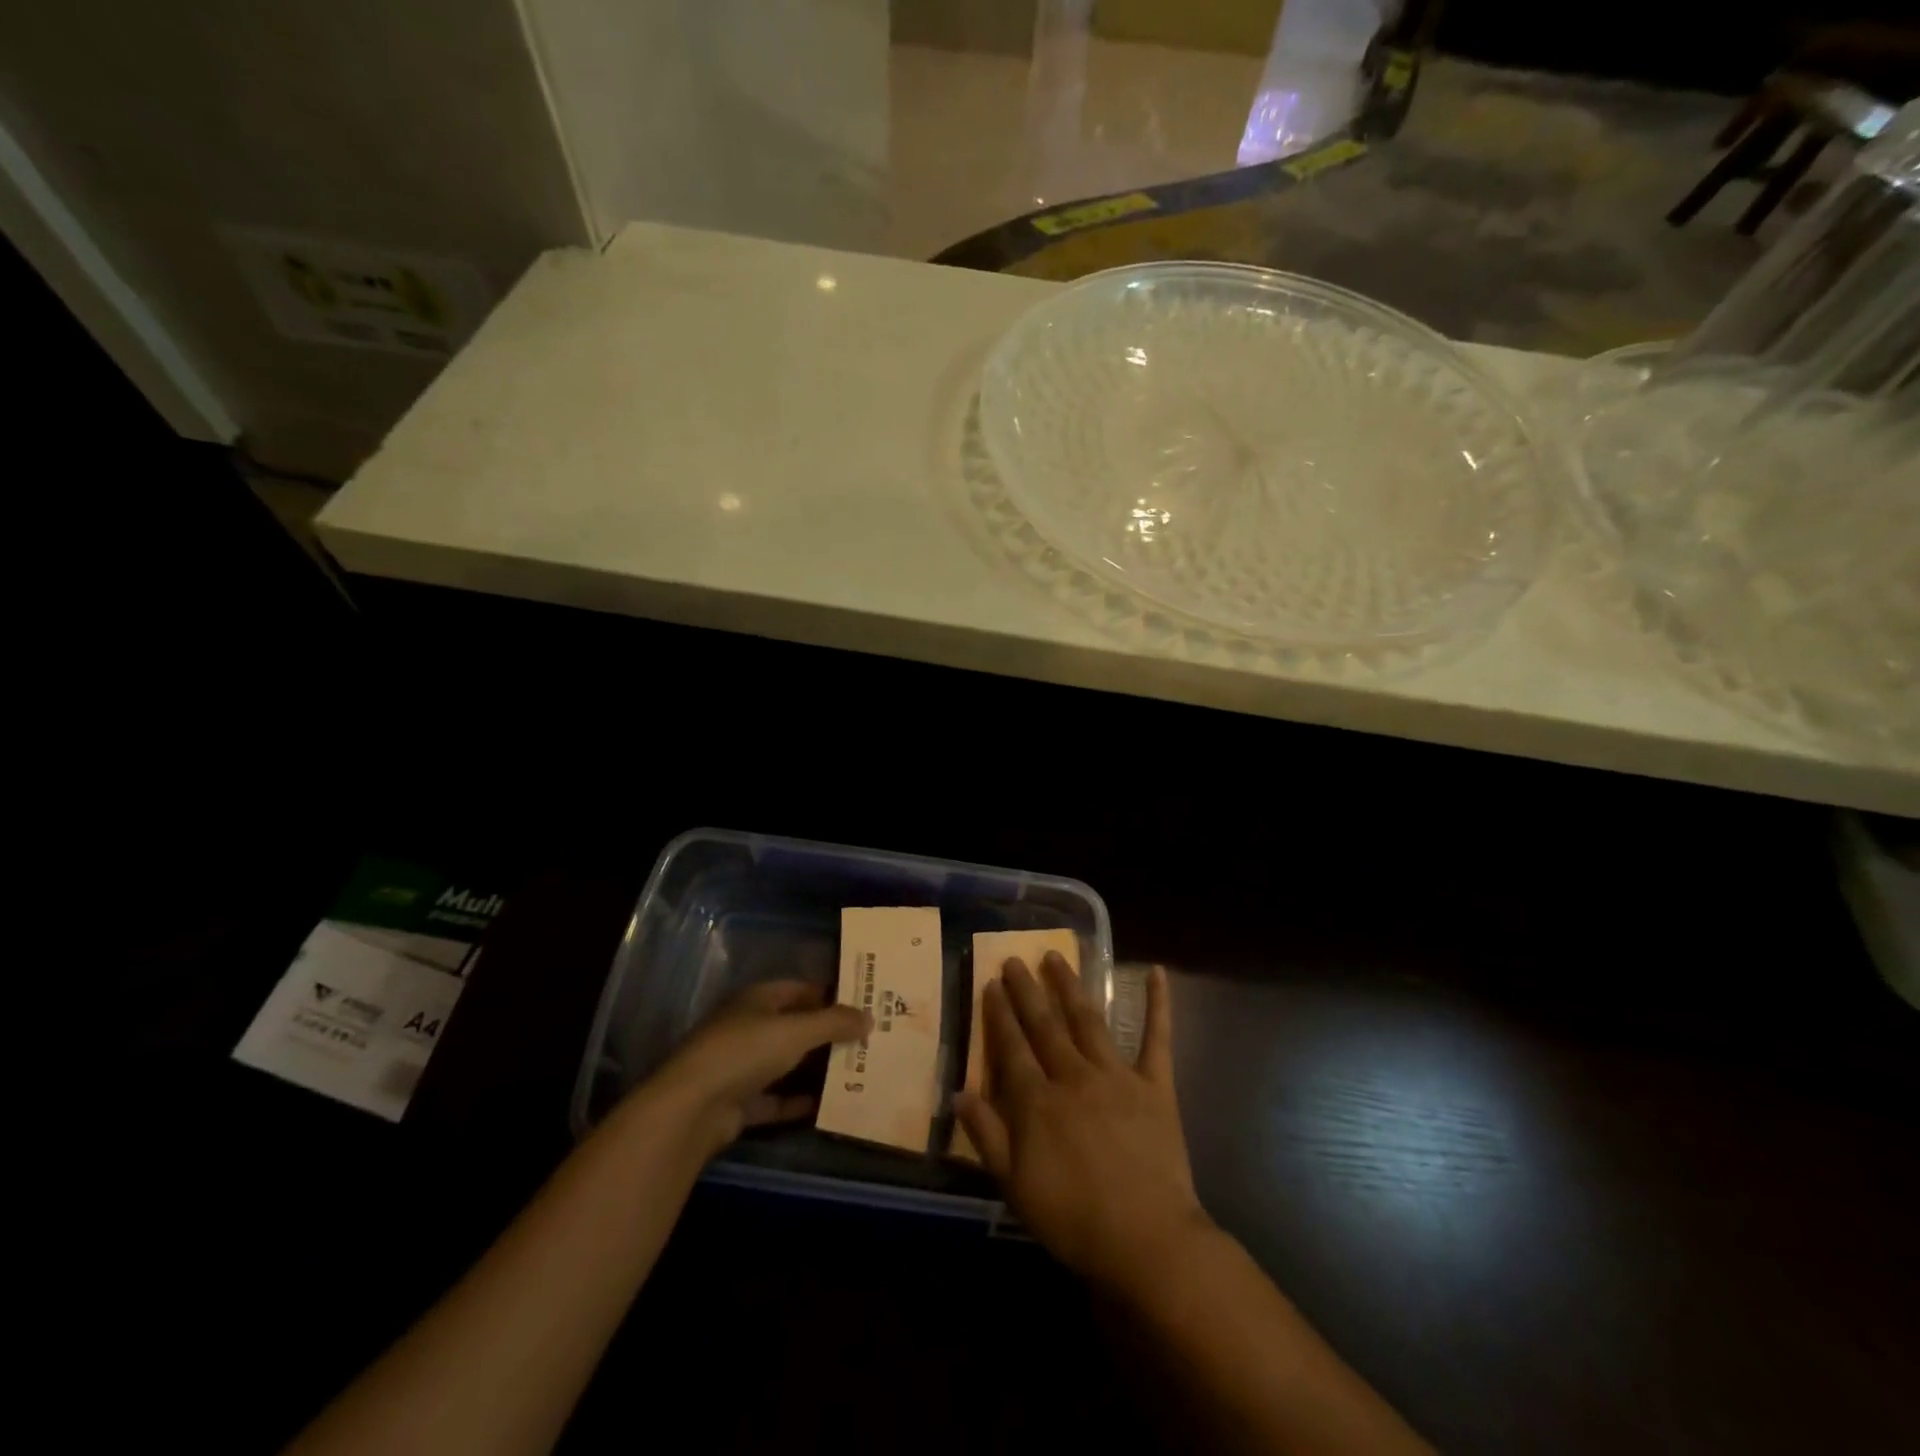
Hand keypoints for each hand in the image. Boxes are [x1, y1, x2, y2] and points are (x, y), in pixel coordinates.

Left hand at [645, 980, 868, 1155]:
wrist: (692, 1109)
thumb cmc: (745, 1052)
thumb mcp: (797, 1031)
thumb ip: (834, 1022)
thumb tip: (869, 1016)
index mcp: (757, 999)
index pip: (799, 989)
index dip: (829, 994)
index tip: (861, 1004)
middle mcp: (748, 1027)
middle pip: (794, 1026)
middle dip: (827, 1034)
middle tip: (866, 1040)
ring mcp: (741, 1066)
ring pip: (786, 1063)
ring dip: (815, 1069)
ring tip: (856, 1072)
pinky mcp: (738, 1103)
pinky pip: (776, 1099)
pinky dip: (798, 1101)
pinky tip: (827, 1105)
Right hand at [955, 955, 1211, 1290]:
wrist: (1147, 1241)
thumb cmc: (1074, 1220)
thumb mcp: (1015, 1186)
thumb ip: (987, 1136)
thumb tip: (960, 1093)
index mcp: (1037, 1101)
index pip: (1012, 1047)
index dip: (999, 1014)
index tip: (990, 984)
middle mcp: (1073, 1076)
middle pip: (1044, 1025)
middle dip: (1026, 990)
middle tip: (1014, 959)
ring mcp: (1116, 1075)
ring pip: (1087, 1019)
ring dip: (1070, 985)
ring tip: (1056, 956)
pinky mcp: (1155, 1085)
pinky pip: (1156, 1038)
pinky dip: (1158, 1004)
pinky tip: (1157, 972)